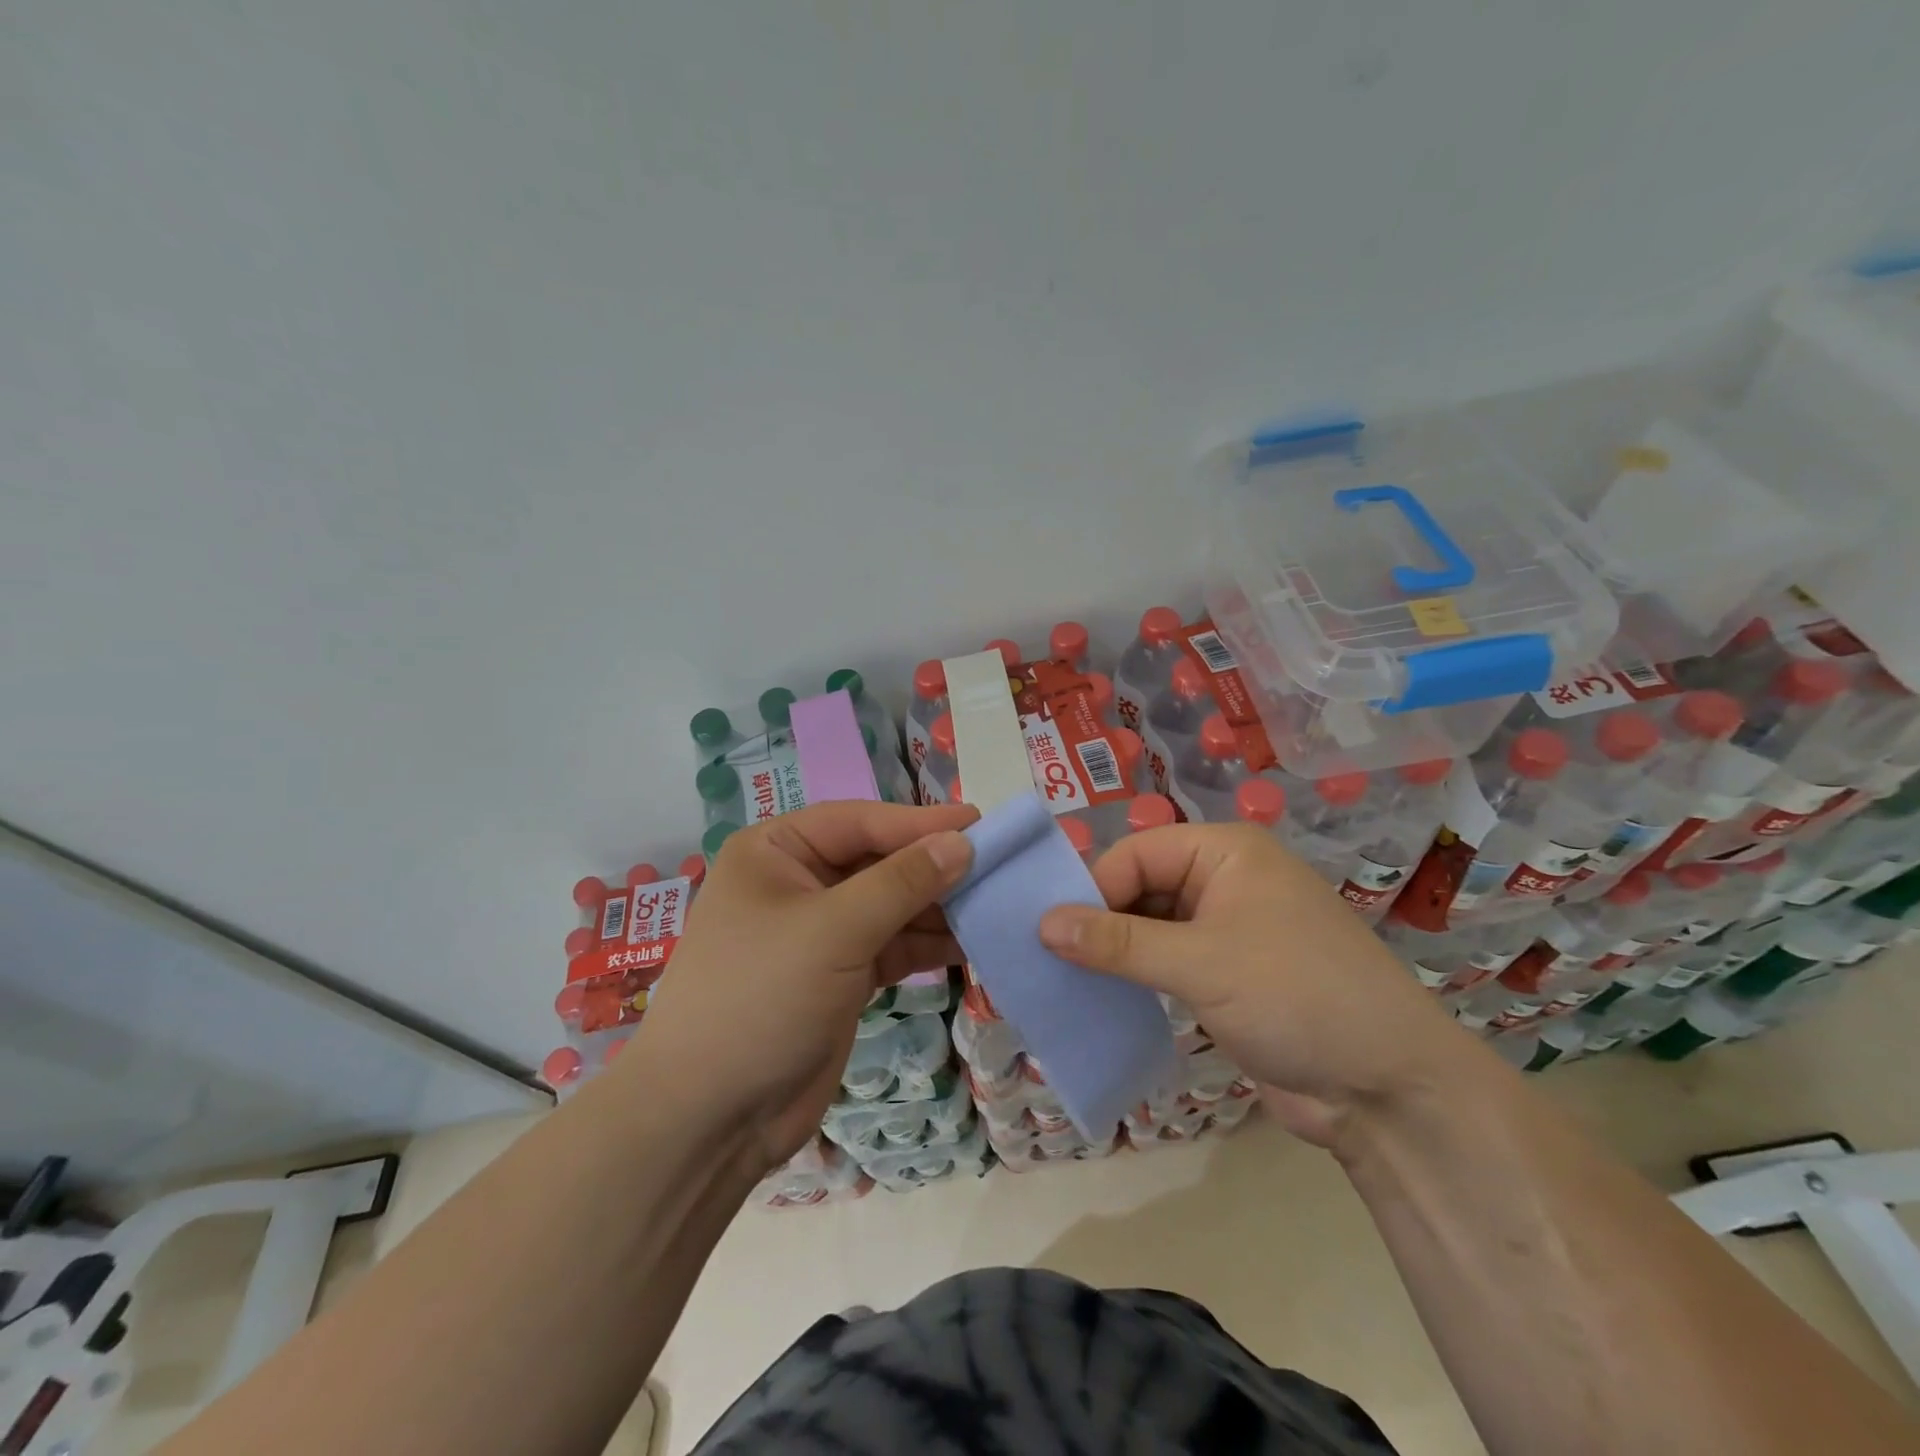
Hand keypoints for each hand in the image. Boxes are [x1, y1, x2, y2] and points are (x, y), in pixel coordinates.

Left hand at [626, 800, 977, 1171]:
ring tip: (997, 904)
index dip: (921, 823)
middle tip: (999, 865)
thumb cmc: (760, 998)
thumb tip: (963, 842)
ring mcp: (821, 931)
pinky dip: (928, 943)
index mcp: (777, 851)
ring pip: (892, 905)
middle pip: (880, 861)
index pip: (861, 821)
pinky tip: (972, 943)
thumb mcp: (833, 930)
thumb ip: (902, 883)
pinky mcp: (841, 974)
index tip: (982, 824)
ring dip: (939, 907)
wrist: (710, 1119)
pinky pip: (893, 944)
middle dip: (934, 867)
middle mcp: (799, 882)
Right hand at [1038, 824, 1472, 1150]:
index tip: (1051, 934)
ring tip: (1063, 980)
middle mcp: (1224, 881)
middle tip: (1049, 959)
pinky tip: (1102, 999)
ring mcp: (1227, 931)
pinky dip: (1136, 978)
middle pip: (1140, 887)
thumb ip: (1118, 942)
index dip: (1093, 889)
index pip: (1136, 855)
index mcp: (1225, 852)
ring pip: (1149, 928)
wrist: (1389, 1090)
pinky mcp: (1226, 977)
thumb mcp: (1201, 963)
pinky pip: (1166, 964)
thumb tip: (1043, 924)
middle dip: (1099, 922)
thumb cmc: (1297, 997)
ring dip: (1113, 953)